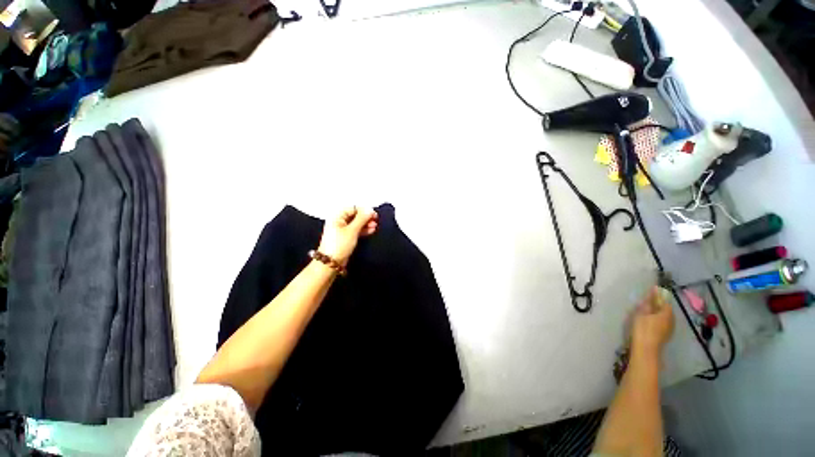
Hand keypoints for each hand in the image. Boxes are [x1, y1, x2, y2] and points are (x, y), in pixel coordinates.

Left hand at [317, 206, 377, 266]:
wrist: (331, 263)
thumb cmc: (340, 244)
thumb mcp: (352, 230)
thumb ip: (362, 219)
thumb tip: (370, 210)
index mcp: (337, 216)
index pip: (353, 208)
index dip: (364, 210)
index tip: (374, 214)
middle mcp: (339, 221)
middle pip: (355, 215)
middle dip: (366, 218)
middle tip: (375, 221)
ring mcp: (342, 229)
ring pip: (356, 223)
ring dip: (366, 224)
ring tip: (375, 226)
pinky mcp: (346, 237)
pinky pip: (356, 230)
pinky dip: (363, 230)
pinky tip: (371, 230)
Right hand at [631, 287, 674, 361]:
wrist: (646, 349)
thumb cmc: (643, 329)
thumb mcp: (642, 313)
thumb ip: (648, 303)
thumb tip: (653, 292)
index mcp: (666, 314)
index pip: (665, 301)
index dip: (659, 296)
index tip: (652, 291)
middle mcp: (671, 321)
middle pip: (666, 310)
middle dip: (659, 305)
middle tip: (649, 301)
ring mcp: (669, 329)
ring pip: (665, 317)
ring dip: (658, 313)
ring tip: (649, 311)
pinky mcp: (665, 336)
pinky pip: (663, 324)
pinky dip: (658, 320)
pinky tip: (651, 321)